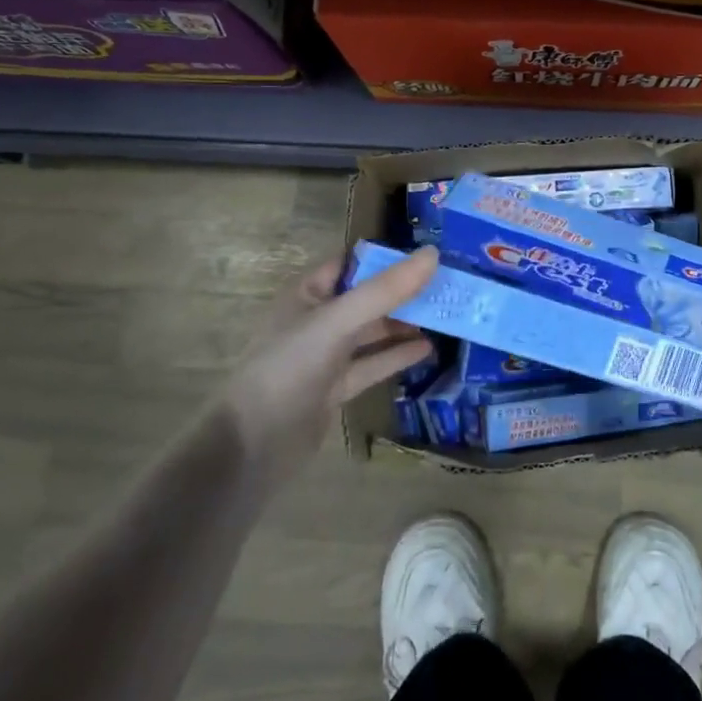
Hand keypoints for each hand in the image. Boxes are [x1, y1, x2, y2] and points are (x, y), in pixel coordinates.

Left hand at [222, 246, 438, 486]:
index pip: (353, 263)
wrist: (252, 446)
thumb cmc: (289, 368)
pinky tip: (427, 349)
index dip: (388, 257)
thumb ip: (385, 290)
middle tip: (449, 285)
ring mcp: (326, 356)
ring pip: (373, 332)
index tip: (431, 254)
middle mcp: (317, 320)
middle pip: (368, 297)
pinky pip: (372, 364)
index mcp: (308, 294)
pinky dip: (397, 356)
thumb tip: (433, 254)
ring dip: (405, 323)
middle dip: (404, 291)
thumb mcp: (338, 321)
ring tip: (446, 315)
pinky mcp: (335, 388)